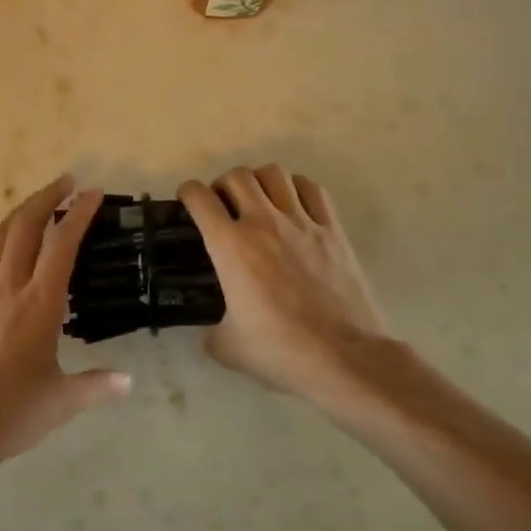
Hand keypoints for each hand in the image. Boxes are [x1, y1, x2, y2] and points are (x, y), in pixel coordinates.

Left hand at [0, 175, 131, 495]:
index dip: (78, 212)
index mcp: (39, 304)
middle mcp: (7, 289)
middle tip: (65, 182)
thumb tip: (129, 380)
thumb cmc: (11, 414)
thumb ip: (98, 385)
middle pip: (24, 226)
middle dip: (45, 197)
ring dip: (17, 215)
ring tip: (35, 207)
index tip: (92, 192)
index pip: (61, 243)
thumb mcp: (63, 401)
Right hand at [179, 166, 391, 413]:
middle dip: (222, 185)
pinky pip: (312, 189)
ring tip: (257, 200)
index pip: (200, 198)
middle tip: (222, 205)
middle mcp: (263, 222)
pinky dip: (296, 188)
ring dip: (259, 181)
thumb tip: (211, 330)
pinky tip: (293, 206)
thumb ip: (210, 332)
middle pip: (237, 176)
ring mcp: (302, 222)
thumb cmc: (280, 350)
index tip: (187, 201)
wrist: (344, 357)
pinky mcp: (333, 229)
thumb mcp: (227, 347)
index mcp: (230, 246)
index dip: (187, 193)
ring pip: (274, 173)